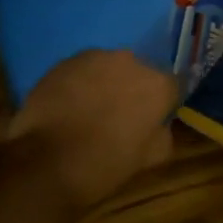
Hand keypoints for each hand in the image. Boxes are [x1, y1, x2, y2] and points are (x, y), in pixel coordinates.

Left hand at [6, 50, 177, 211]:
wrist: (47, 161)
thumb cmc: (105, 164)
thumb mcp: (149, 159)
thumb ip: (163, 134)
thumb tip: (159, 124)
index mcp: (157, 85)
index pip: (175, 85)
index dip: (166, 101)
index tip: (157, 116)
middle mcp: (130, 61)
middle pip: (140, 73)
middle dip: (134, 89)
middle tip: (121, 115)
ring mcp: (94, 58)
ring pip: (109, 68)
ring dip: (106, 84)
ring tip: (91, 110)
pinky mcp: (64, 62)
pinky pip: (81, 71)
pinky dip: (80, 84)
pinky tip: (69, 106)